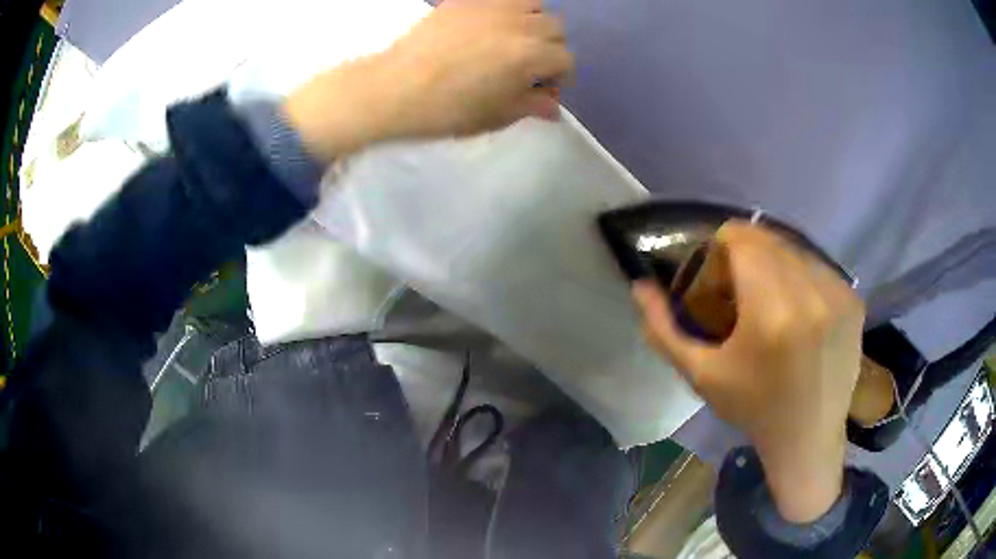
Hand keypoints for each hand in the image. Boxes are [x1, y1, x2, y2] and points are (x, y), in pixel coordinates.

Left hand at [283, 0, 572, 161]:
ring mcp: (492, 6)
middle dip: (549, 47)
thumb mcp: (496, 115)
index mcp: (532, 55)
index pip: (566, 60)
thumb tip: (553, 107)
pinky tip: (487, 27)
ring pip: (533, 4)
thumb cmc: (447, 109)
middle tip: (525, 65)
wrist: (394, 88)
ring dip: (532, 21)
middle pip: (555, 28)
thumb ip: (531, 105)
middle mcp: (520, 23)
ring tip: (510, 39)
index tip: (539, 89)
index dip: (557, 77)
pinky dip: (505, 10)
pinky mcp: (467, 0)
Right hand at [632, 222, 865, 522]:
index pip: (741, 238)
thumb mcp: (701, 375)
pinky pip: (818, 267)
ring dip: (775, 264)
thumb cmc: (753, 409)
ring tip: (769, 301)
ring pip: (794, 249)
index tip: (717, 275)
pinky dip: (801, 277)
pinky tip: (797, 311)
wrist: (808, 438)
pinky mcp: (854, 299)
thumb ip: (664, 329)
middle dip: (746, 255)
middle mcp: (811, 292)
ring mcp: (838, 293)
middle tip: (739, 289)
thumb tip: (640, 286)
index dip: (720, 247)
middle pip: (768, 239)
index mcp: (771, 311)